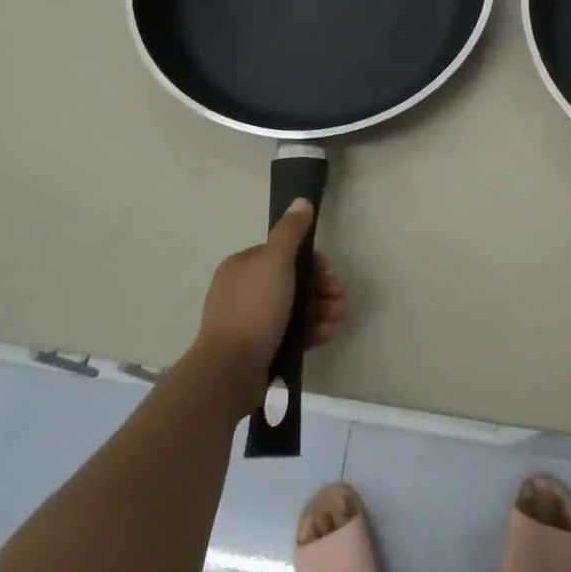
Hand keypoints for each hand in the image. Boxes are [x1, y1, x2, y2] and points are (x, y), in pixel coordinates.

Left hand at [193, 199, 348, 413]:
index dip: (310, 261)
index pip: (283, 254)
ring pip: (295, 308)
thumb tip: (301, 200)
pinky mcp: (259, 348)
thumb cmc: (254, 308)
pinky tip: (327, 334)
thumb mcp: (275, 261)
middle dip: (321, 288)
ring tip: (339, 318)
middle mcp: (244, 290)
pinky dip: (311, 330)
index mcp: (243, 266)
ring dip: (322, 309)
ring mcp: (251, 321)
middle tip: (340, 297)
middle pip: (292, 281)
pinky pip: (290, 332)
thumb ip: (290, 231)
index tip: (328, 272)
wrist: (229, 371)